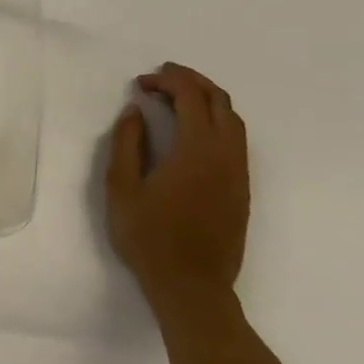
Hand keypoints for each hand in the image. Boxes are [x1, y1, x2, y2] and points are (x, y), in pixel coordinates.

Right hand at [105, 63, 249, 314]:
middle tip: (161, 77)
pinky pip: (236, 140)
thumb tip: (135, 111)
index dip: (167, 81)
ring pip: (233, 120)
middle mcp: (226, 155)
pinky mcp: (242, 189)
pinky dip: (217, 121)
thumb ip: (127, 144)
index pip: (190, 97)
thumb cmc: (148, 236)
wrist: (191, 285)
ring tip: (177, 98)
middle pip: (219, 101)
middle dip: (191, 81)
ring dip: (207, 100)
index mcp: (196, 150)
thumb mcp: (121, 188)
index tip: (141, 83)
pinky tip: (193, 131)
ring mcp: (239, 173)